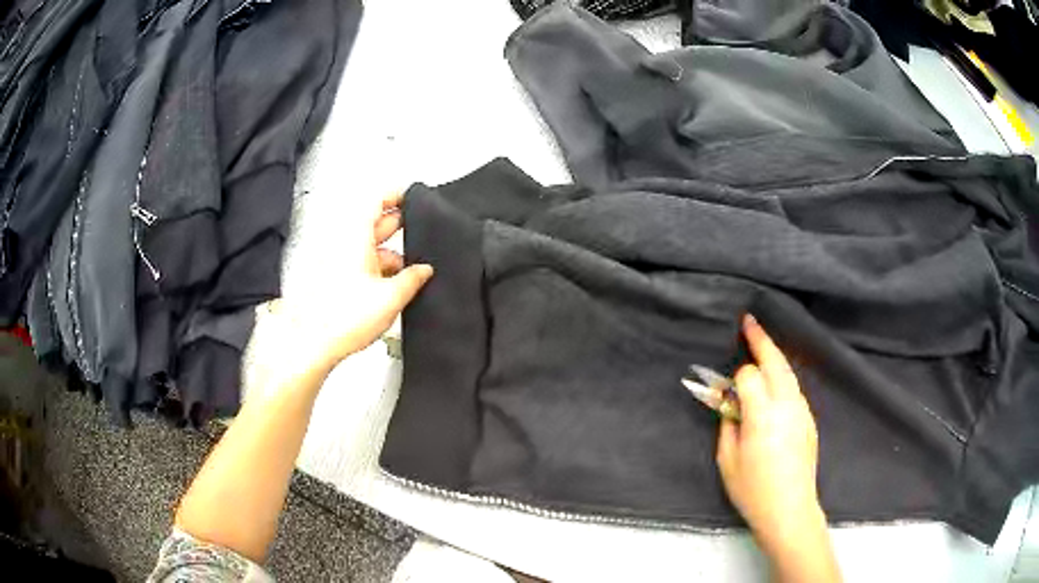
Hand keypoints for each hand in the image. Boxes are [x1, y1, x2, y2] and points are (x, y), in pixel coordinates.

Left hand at [262, 192, 432, 381]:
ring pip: (368, 244)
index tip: (415, 199)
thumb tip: (425, 270)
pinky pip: (358, 261)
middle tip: (422, 235)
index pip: (377, 200)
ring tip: (411, 270)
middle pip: (374, 221)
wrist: (312, 344)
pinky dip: (376, 267)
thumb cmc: (342, 319)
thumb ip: (413, 279)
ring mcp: (337, 259)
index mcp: (356, 236)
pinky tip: (391, 285)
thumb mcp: (391, 297)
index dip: (398, 195)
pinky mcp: (333, 277)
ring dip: (389, 252)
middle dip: (399, 227)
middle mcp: (344, 242)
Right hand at [717, 315, 838, 581]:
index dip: (736, 376)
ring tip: (761, 344)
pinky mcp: (809, 419)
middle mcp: (787, 405)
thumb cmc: (753, 490)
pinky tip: (774, 384)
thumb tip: (730, 405)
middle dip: (761, 340)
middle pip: (776, 361)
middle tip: (748, 322)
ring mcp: (802, 410)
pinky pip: (794, 389)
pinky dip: (783, 376)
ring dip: (774, 356)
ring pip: (788, 372)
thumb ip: (727, 425)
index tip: (725, 388)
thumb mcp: (728, 461)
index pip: (750, 376)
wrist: (790, 509)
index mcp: (762, 416)